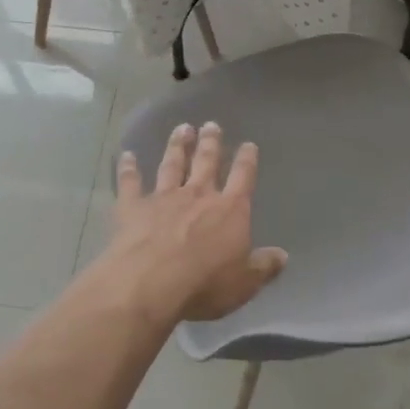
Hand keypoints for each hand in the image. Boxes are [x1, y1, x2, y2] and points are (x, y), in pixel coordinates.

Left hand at [101, 122, 287, 325]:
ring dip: (177, 146)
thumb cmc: (205, 284)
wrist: (150, 283)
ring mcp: (163, 198)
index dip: (247, 160)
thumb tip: (282, 256)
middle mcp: (198, 195)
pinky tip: (127, 155)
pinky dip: (128, 168)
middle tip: (210, 125)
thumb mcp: (245, 282)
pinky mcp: (133, 207)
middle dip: (210, 143)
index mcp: (230, 210)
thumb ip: (264, 266)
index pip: (243, 178)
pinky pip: (130, 182)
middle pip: (206, 162)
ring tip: (181, 128)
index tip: (248, 145)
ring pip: (172, 165)